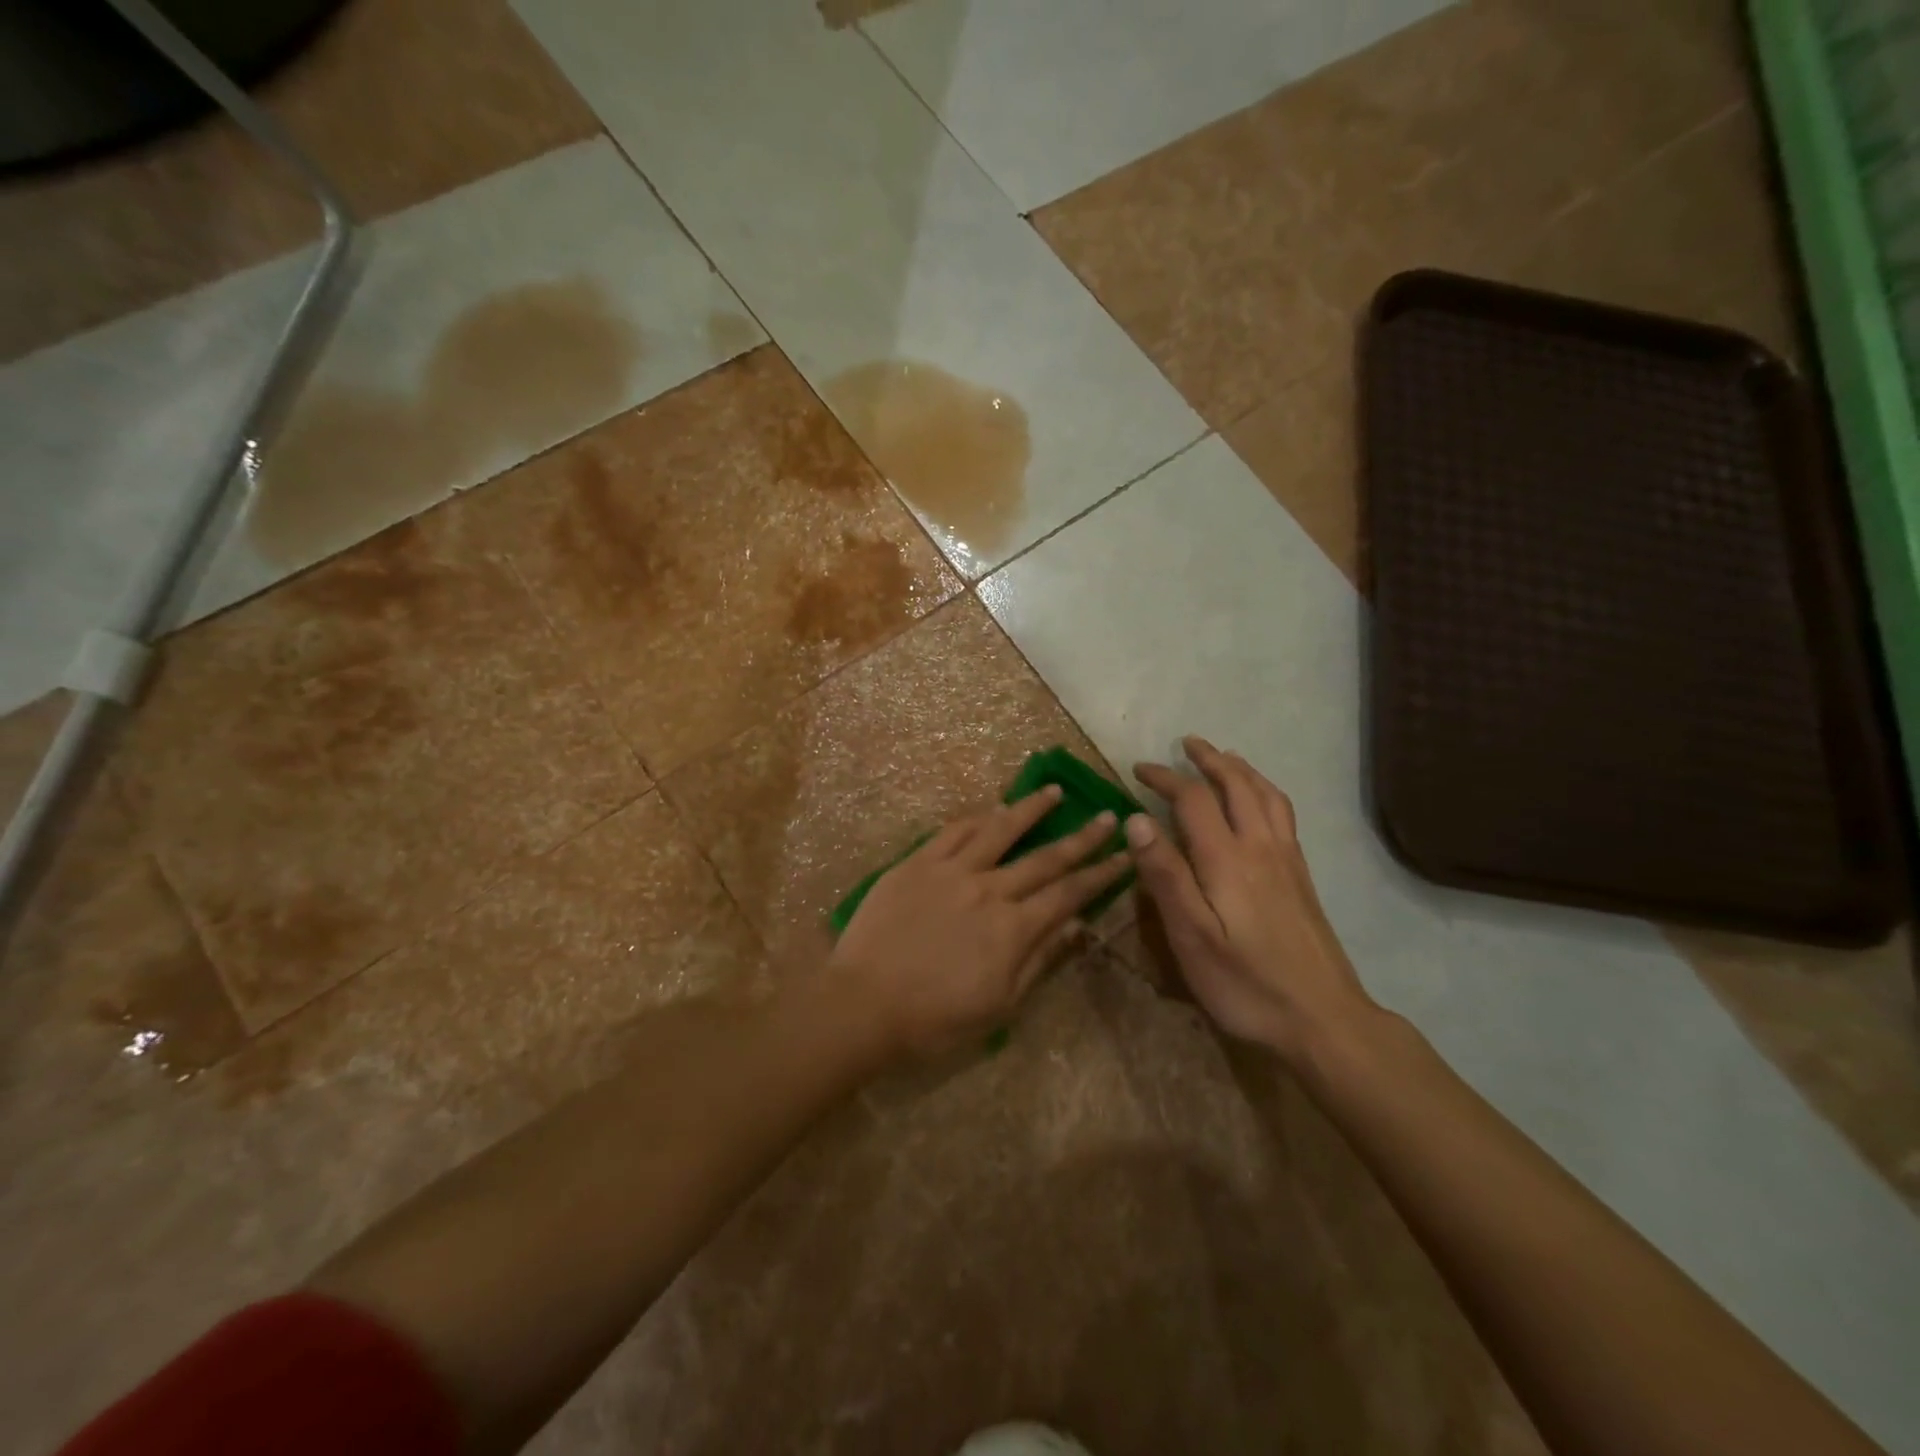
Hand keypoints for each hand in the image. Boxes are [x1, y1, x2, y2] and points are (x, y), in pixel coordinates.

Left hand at [831, 787, 1131, 1057]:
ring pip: (999, 829)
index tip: (1126, 856)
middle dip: (1082, 838)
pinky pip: (953, 830)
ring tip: (1053, 791)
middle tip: (1107, 816)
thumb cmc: (935, 1019)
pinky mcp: (917, 863)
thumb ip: (1039, 960)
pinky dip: (978, 816)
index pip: (1069, 893)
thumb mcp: (999, 1005)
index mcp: (1013, 928)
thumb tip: (1076, 925)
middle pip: (1045, 857)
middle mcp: (989, 889)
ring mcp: (951, 871)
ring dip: (1030, 809)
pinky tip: (992, 806)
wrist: (863, 1004)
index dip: (1101, 874)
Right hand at [1127, 737, 1375, 1063]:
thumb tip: (1137, 820)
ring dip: (1242, 769)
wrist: (1323, 1018)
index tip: (1139, 769)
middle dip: (1209, 760)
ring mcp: (1287, 860)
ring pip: (1267, 795)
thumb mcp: (1190, 936)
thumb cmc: (1246, 982)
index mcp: (1227, 858)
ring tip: (1224, 758)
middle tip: (1187, 743)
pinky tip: (1260, 804)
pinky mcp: (1302, 877)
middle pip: (1238, 785)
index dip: (1165, 777)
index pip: (1193, 798)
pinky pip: (1283, 814)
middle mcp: (1261, 847)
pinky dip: (1265, 791)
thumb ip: (1165, 875)